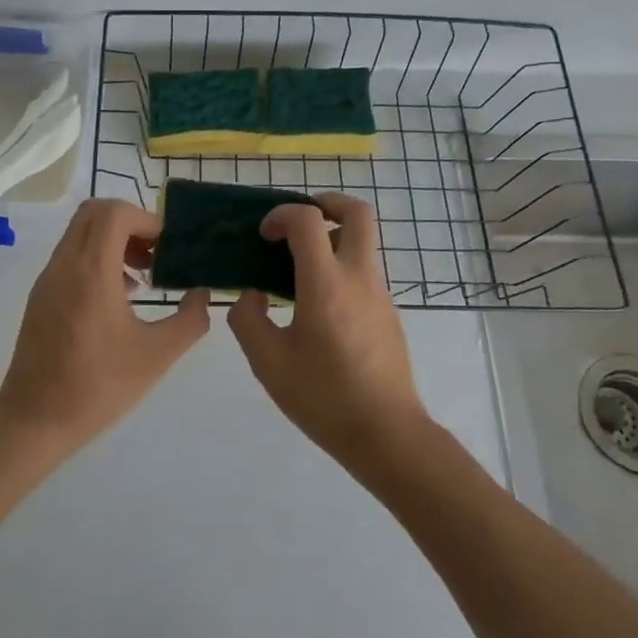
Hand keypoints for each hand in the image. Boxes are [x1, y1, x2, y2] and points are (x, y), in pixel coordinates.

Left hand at [0, 199, 210, 456]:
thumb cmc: (98, 386)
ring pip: (79, 233)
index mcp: (91, 271)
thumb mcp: (157, 356)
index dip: (147, 219)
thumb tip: (202, 295)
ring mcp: (48, 279)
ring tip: (142, 277)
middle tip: (155, 253)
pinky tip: (118, 298)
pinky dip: (96, 258)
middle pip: (94, 212)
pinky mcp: (40, 296)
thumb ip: (189, 320)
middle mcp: (65, 264)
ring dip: (112, 241)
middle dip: (129, 223)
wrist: (34, 421)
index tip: (168, 247)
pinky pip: (70, 256)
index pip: (115, 213)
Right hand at [227, 193, 429, 474]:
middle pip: (358, 213)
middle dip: (328, 203)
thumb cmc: (324, 397)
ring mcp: (380, 294)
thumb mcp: (268, 362)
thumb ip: (248, 319)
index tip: (264, 236)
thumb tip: (252, 296)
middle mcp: (359, 277)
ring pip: (363, 243)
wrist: (387, 435)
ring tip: (298, 268)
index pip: (308, 220)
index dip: (281, 215)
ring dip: (332, 239)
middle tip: (299, 218)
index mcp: (327, 283)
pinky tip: (317, 307)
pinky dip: (340, 268)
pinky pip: (364, 273)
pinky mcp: (389, 314)